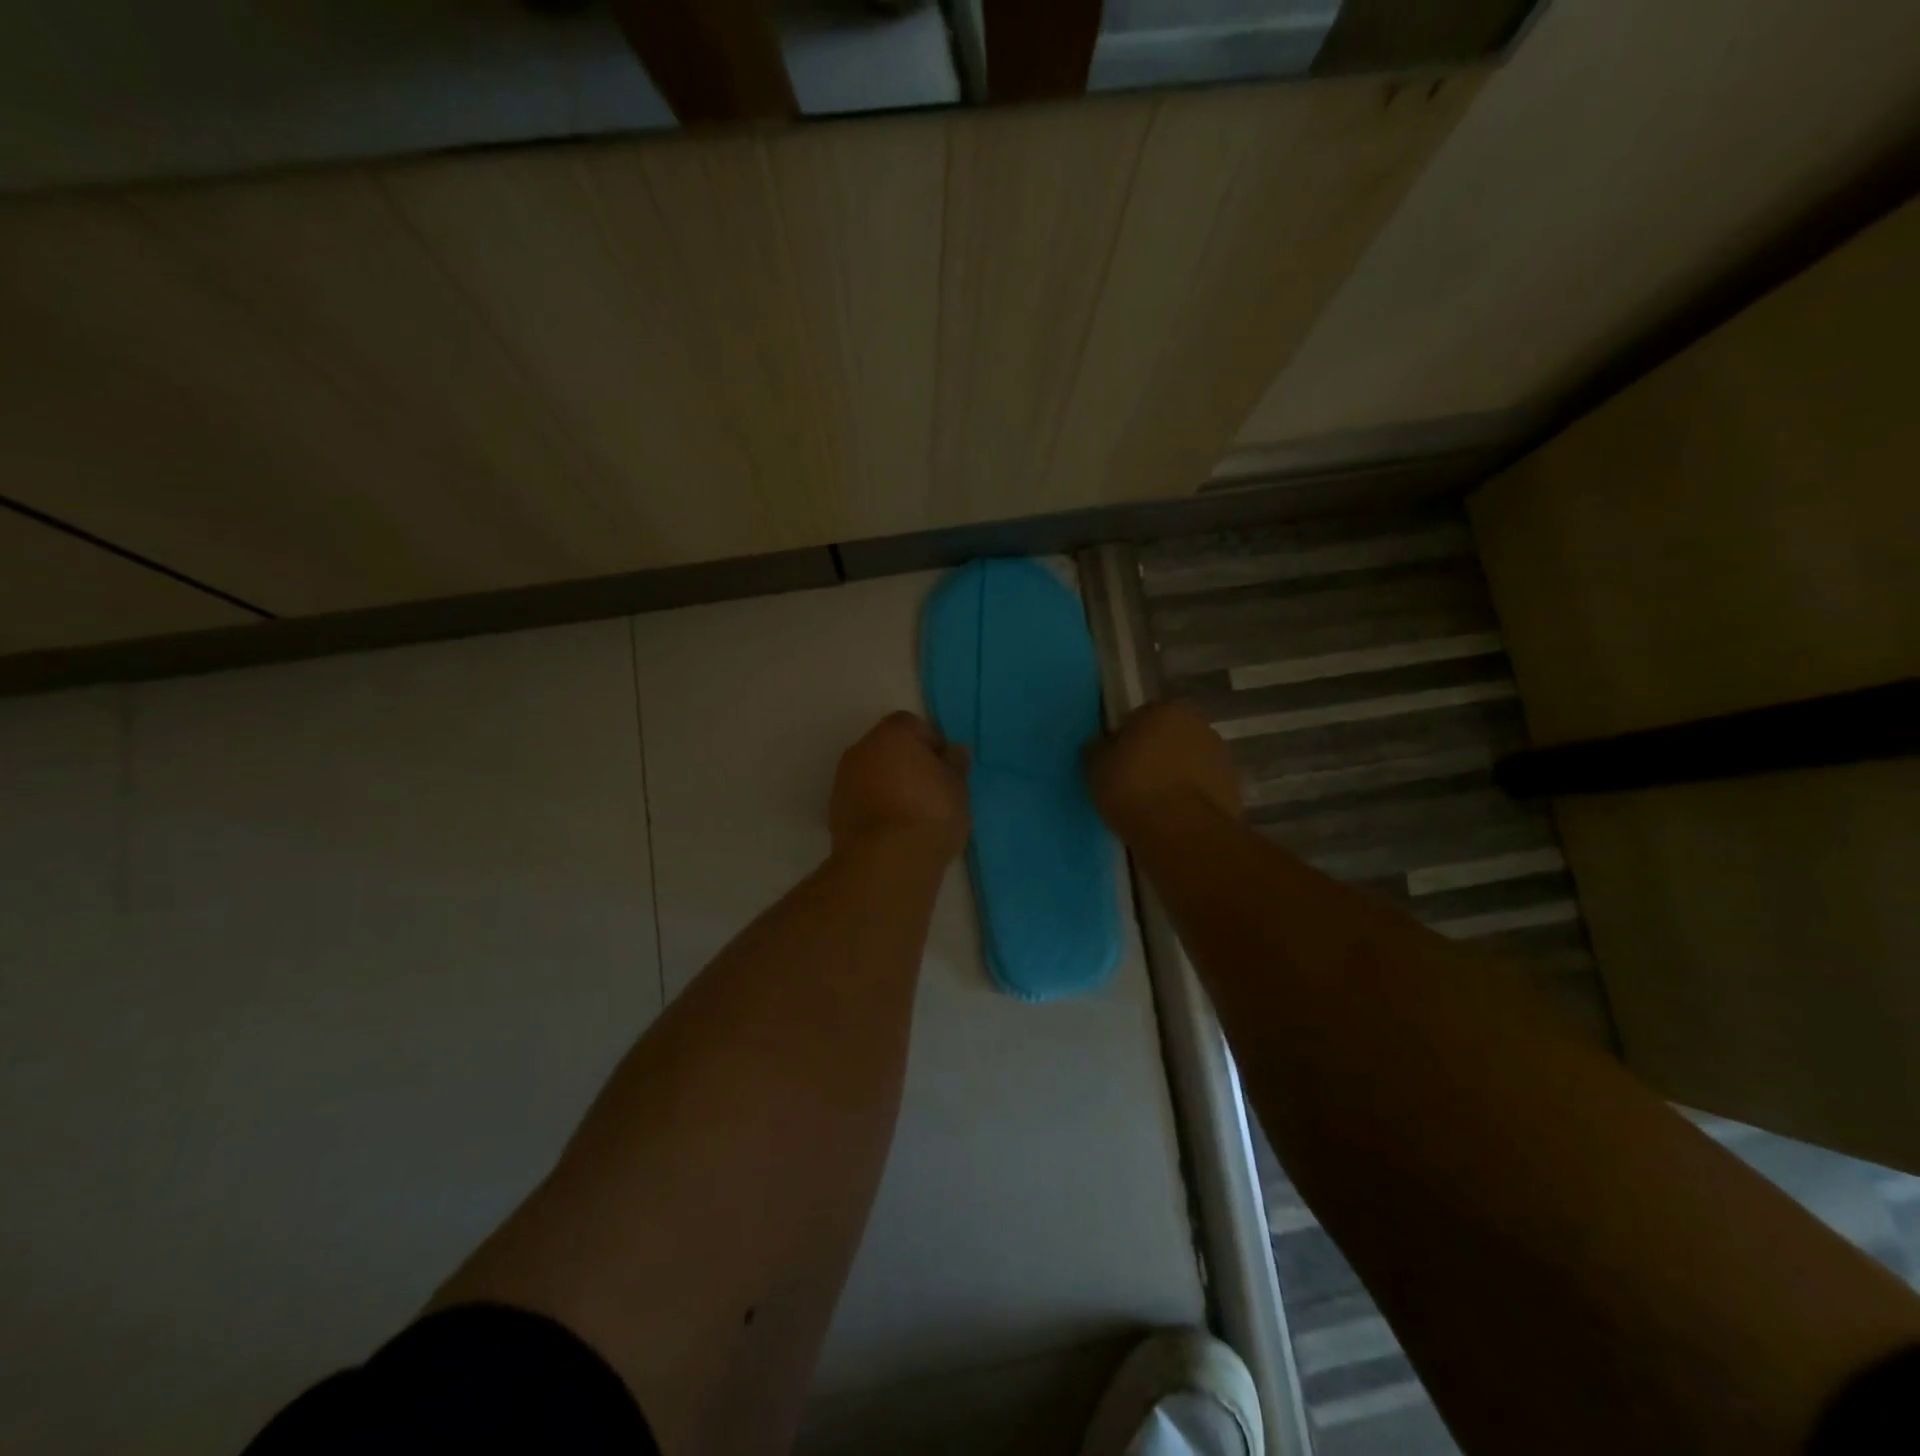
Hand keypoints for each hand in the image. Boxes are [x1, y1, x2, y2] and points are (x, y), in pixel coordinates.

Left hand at [830, 712, 970, 860]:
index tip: (945, 767)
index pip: (911, 724)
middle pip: (887, 748)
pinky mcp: (835, 812)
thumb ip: (955, 764)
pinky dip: (876, 807)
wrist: (887, 861)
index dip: (931, 741)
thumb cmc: (930, 813)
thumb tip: (953, 752)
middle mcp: (861, 750)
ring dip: (889, 785)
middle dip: (907, 763)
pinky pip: (862, 799)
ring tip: (914, 814)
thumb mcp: (957, 786)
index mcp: (891, 735)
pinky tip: (895, 830)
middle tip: (932, 789)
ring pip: (872, 774)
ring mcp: (843, 781)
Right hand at [1085, 702, 1240, 841]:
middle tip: (1131, 784)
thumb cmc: (1133, 788)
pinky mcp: (1233, 790)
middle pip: (1167, 739)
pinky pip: (1200, 789)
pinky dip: (1188, 799)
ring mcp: (1221, 757)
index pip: (1138, 718)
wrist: (1182, 832)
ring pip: (1186, 764)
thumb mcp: (1096, 766)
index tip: (1114, 765)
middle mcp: (1199, 725)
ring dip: (1173, 777)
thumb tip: (1100, 746)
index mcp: (1165, 709)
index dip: (1123, 741)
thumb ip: (1097, 749)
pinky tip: (1171, 819)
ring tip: (1151, 806)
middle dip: (1152, 756)